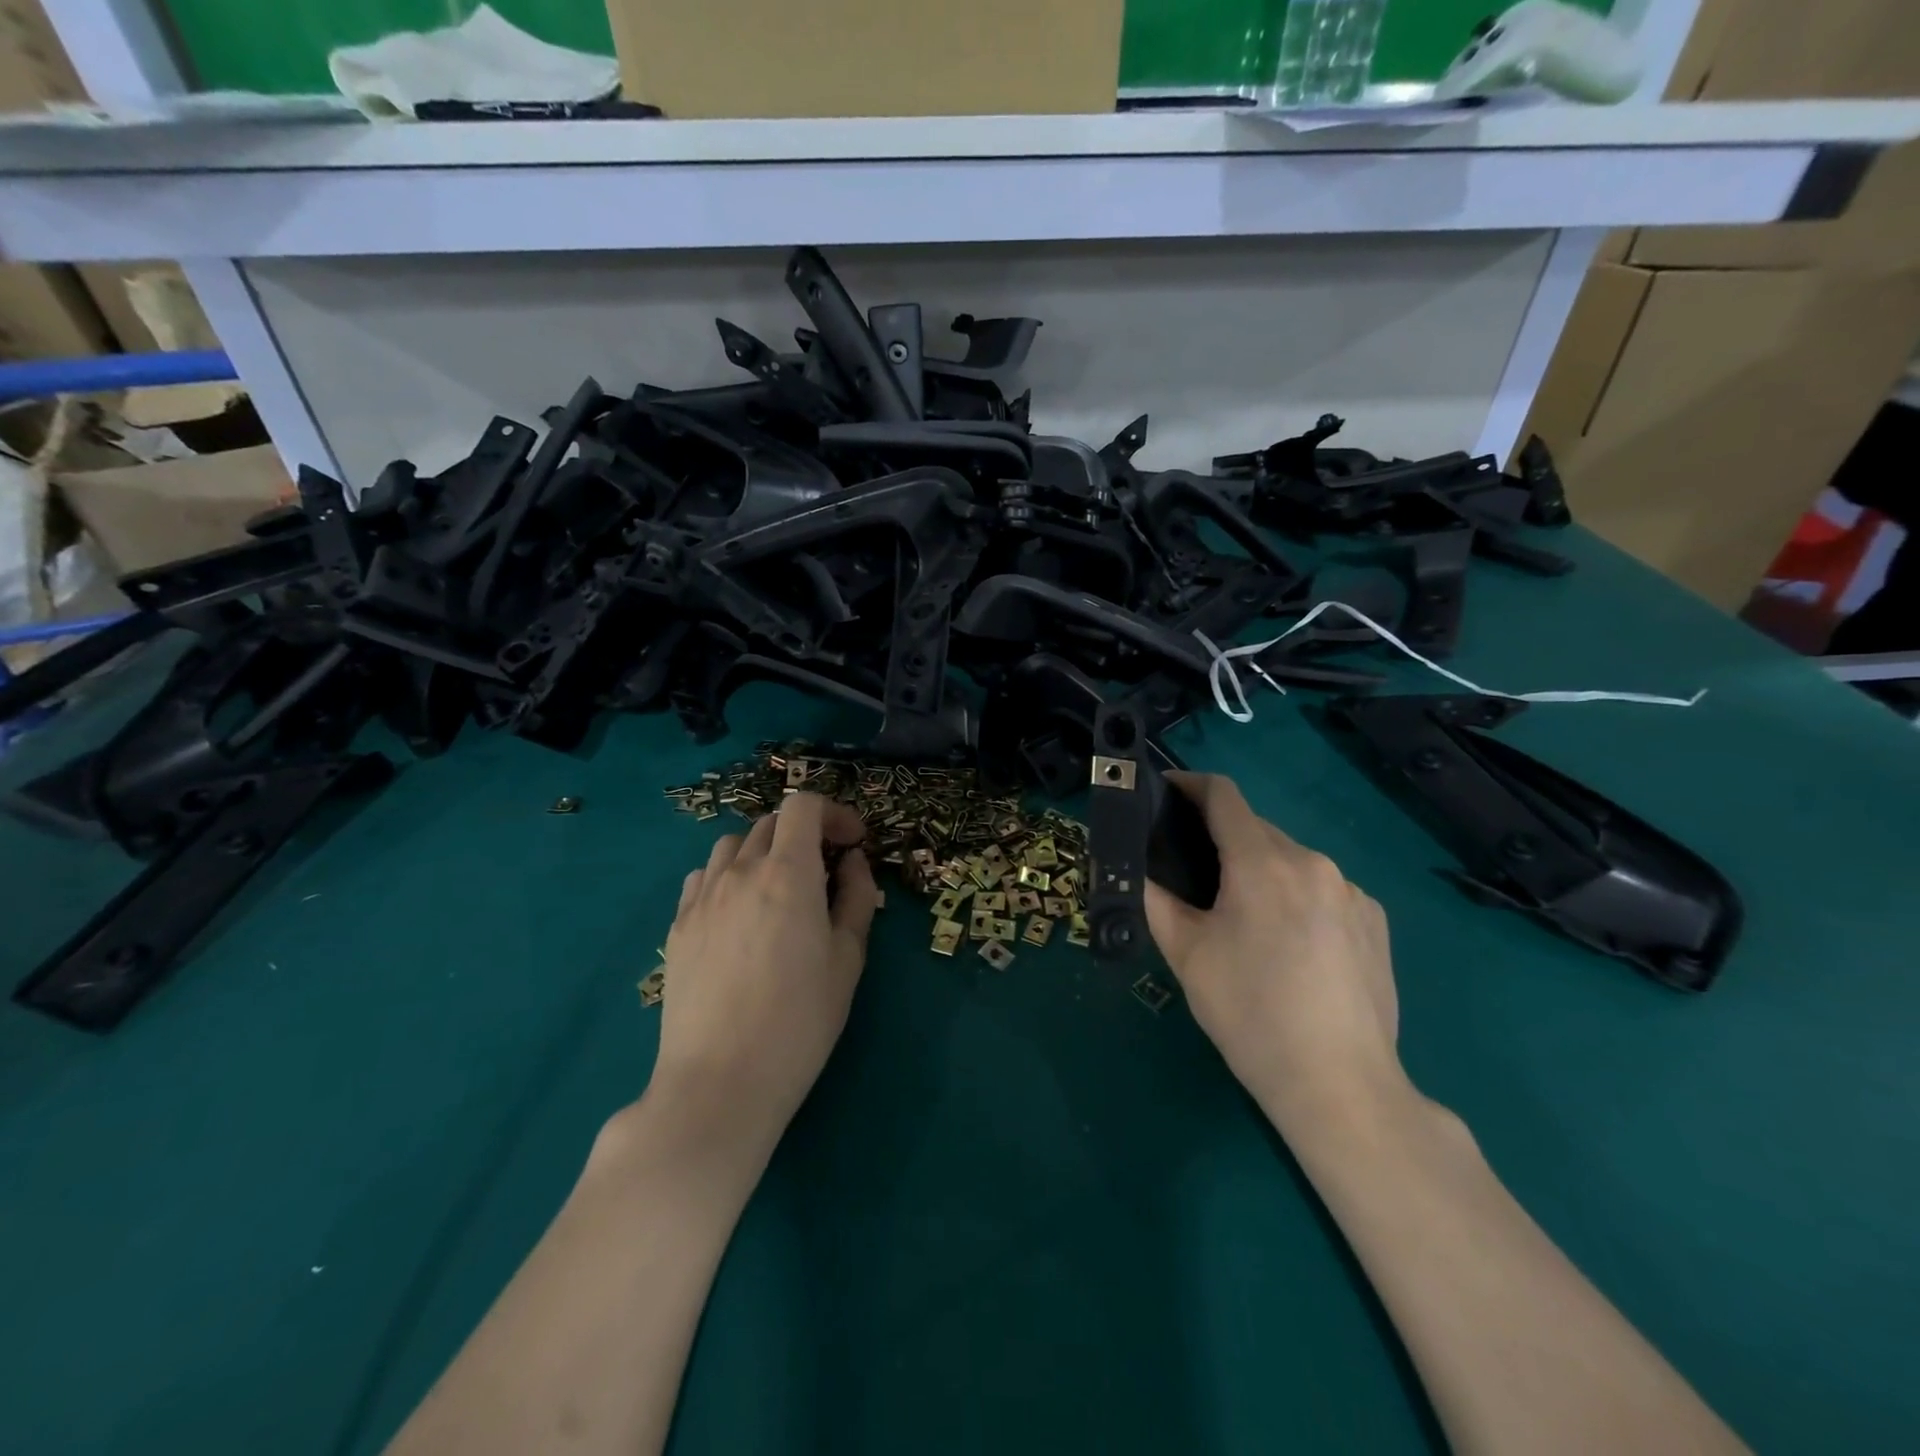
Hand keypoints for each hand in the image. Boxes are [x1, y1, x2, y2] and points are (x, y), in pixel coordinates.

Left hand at [649, 792, 876, 1157]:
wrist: (721, 1080)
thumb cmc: (800, 1020)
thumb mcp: (848, 958)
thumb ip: (856, 897)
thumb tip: (851, 862)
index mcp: (787, 873)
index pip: (803, 805)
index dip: (833, 812)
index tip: (852, 842)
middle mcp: (740, 871)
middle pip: (771, 822)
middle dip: (805, 833)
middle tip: (826, 870)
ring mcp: (702, 897)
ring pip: (733, 845)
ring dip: (764, 851)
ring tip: (779, 888)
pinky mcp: (678, 925)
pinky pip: (704, 877)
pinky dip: (728, 875)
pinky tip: (740, 912)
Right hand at [1144, 772, 1407, 1138]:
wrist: (1340, 1086)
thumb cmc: (1250, 1014)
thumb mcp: (1186, 955)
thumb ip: (1156, 899)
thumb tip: (1138, 869)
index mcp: (1262, 863)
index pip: (1223, 795)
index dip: (1190, 785)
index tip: (1166, 794)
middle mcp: (1313, 862)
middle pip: (1256, 829)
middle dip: (1220, 839)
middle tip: (1194, 878)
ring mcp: (1352, 891)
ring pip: (1290, 860)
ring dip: (1259, 869)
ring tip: (1242, 919)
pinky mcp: (1375, 921)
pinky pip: (1322, 888)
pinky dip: (1295, 896)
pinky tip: (1289, 945)